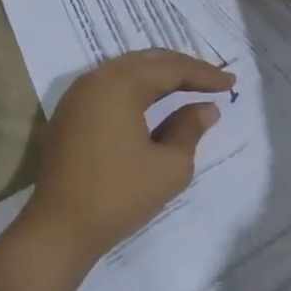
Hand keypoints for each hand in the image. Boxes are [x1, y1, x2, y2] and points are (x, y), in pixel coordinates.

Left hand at [21, 49, 233, 266]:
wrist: (59, 229)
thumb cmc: (119, 195)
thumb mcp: (169, 166)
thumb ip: (190, 129)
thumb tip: (205, 108)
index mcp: (120, 83)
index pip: (171, 68)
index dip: (204, 74)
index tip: (231, 83)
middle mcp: (96, 79)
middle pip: (147, 61)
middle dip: (182, 67)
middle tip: (212, 79)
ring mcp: (77, 95)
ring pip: (126, 71)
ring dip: (158, 76)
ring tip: (187, 86)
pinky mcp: (69, 114)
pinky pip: (109, 86)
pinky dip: (136, 89)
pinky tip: (153, 103)